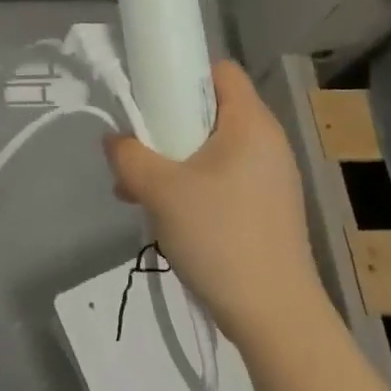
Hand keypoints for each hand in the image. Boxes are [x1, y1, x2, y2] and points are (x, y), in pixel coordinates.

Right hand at [104, 60, 318, 339]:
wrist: (276, 320)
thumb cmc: (221, 238)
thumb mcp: (160, 190)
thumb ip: (128, 155)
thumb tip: (114, 140)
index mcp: (251, 124)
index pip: (220, 70)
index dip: (182, 74)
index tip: (150, 97)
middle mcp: (267, 143)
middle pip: (210, 110)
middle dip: (168, 125)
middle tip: (138, 150)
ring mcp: (271, 179)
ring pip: (212, 148)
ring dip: (174, 160)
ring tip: (139, 191)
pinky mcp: (267, 210)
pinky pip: (223, 178)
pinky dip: (193, 185)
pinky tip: (166, 216)